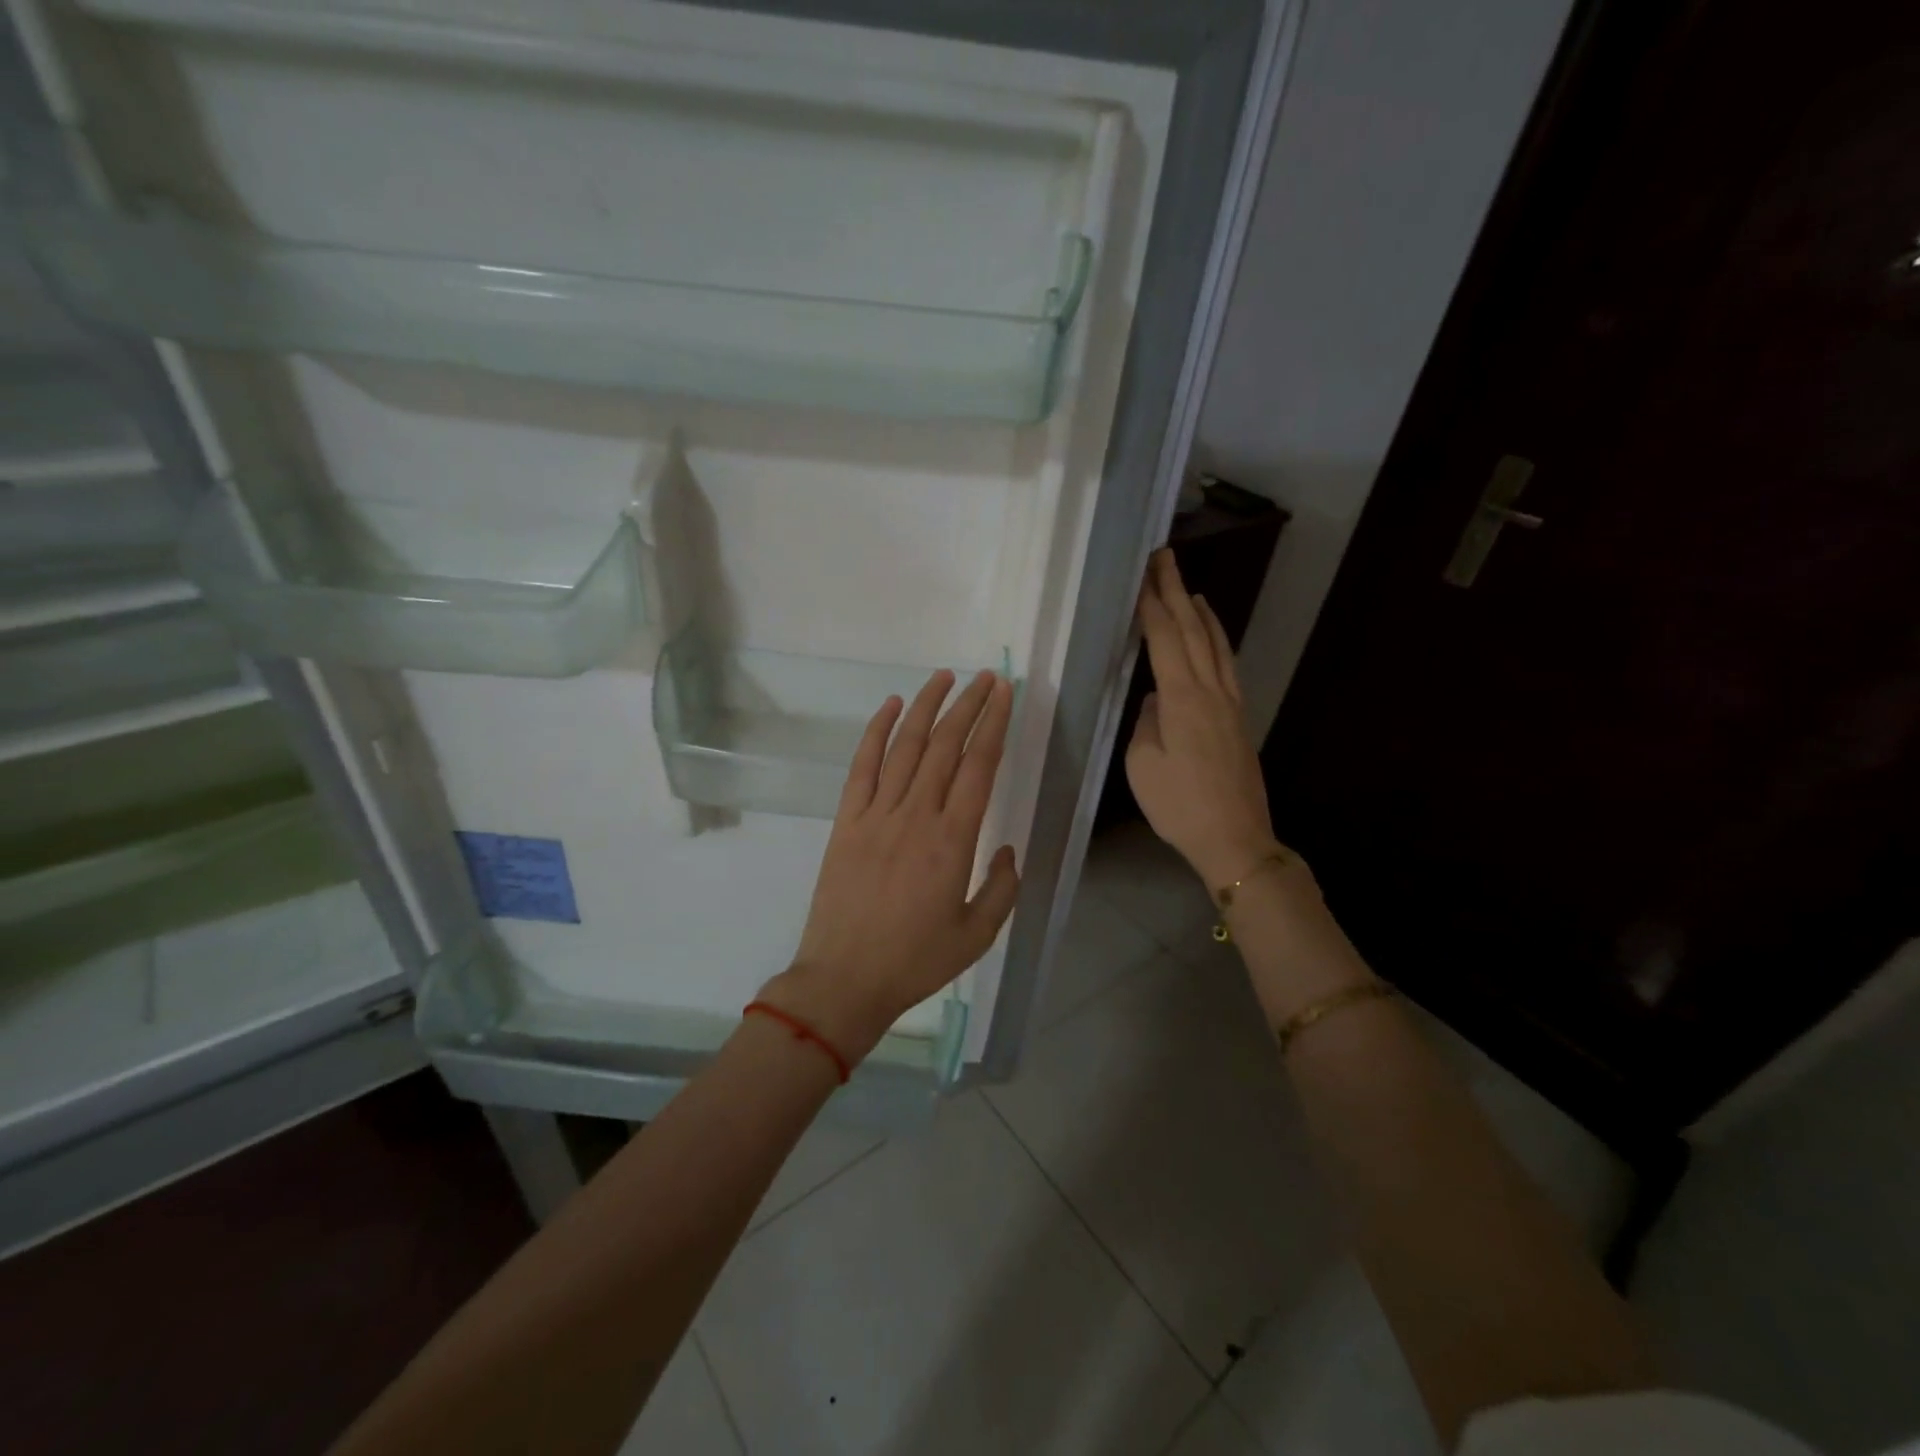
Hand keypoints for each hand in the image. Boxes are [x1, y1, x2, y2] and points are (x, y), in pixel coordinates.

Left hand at [760, 669, 1020, 1064]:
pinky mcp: (847, 821)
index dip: (994, 725)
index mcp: (953, 840)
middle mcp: (916, 815)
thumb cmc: (915, 961)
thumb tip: (1008, 849)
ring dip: (926, 707)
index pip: (979, 766)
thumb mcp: (977, 935)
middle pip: (945, 745)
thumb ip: (1002, 888)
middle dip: (968, 705)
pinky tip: (891, 706)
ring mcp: (877, 814)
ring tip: (944, 677)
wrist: (845, 979)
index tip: (1004, 694)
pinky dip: (876, 732)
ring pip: (905, 746)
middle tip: (986, 678)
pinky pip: (862, 766)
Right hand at [1126, 549, 1282, 888]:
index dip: (1152, 606)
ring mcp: (1230, 704)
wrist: (1234, 837)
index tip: (1142, 576)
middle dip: (1176, 592)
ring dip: (1201, 613)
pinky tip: (1211, 639)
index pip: (1165, 640)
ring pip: (1216, 646)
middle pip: (1193, 632)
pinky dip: (1216, 642)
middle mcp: (1210, 691)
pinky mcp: (1238, 719)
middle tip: (1165, 559)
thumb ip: (1146, 724)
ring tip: (1190, 588)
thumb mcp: (1143, 765)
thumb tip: (1155, 700)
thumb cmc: (1179, 805)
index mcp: (1182, 699)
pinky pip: (1226, 666)